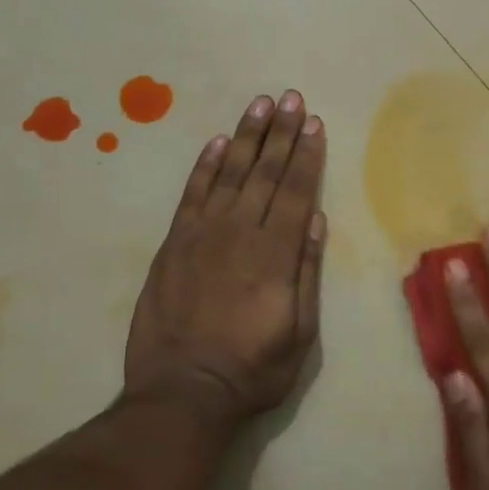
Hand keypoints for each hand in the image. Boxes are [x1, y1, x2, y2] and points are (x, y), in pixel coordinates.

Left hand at [123, 91, 327, 427]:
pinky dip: (204, 166)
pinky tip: (217, 143)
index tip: (314, 123)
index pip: (295, 192)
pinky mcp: (172, 245)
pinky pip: (191, 195)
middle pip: (264, 173)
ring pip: (228, 174)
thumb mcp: (300, 332)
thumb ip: (306, 272)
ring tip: (259, 105)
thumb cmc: (253, 368)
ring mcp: (200, 235)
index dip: (307, 155)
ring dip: (245, 137)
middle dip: (280, 133)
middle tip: (290, 97)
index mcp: (275, 254)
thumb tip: (316, 220)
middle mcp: (239, 233)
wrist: (181, 392)